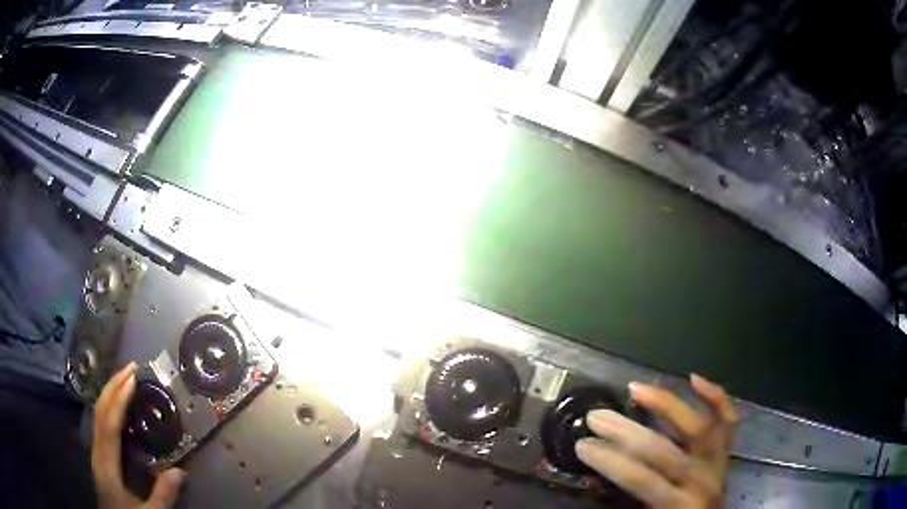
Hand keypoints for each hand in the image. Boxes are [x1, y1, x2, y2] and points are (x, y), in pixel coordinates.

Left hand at [92, 363, 184, 508]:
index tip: (133, 379)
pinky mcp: (99, 453)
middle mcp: (97, 450)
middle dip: (113, 386)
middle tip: (130, 368)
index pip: (109, 424)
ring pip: (98, 413)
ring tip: (125, 378)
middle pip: (100, 411)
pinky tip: (119, 403)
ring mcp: (96, 450)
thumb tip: (180, 471)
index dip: (119, 399)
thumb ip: (162, 495)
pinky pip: (101, 422)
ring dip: (110, 392)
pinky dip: (109, 405)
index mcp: (106, 463)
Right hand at [577, 374, 738, 507]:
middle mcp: (701, 480)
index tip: (583, 445)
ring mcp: (718, 463)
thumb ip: (627, 502)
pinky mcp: (727, 453)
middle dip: (625, 432)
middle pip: (663, 450)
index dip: (610, 461)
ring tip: (637, 388)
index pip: (640, 478)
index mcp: (678, 504)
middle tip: (596, 416)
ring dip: (666, 404)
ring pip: (698, 426)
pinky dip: (715, 396)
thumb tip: (597, 480)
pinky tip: (694, 379)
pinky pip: (728, 420)